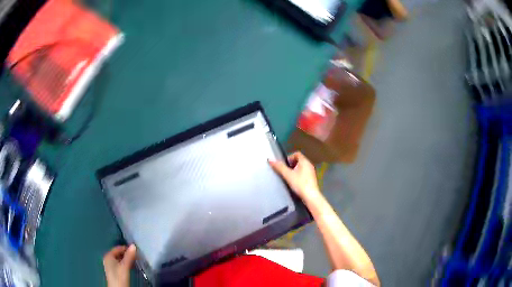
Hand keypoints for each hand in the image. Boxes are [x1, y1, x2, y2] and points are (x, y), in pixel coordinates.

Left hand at [103, 245, 136, 286]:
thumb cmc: (119, 276)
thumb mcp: (125, 266)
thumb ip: (129, 256)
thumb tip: (133, 245)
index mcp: (108, 256)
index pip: (118, 248)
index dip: (126, 248)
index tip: (136, 250)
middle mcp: (108, 259)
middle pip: (118, 254)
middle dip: (127, 254)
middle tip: (137, 256)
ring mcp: (110, 266)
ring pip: (120, 260)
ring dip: (127, 260)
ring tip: (135, 261)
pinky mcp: (114, 271)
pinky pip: (120, 264)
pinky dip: (126, 264)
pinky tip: (131, 267)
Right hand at [269, 152, 320, 202]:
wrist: (310, 196)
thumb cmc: (300, 184)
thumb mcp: (288, 175)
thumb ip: (279, 167)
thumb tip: (271, 160)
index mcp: (304, 161)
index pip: (297, 154)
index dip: (289, 157)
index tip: (284, 164)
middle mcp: (309, 165)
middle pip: (299, 160)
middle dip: (291, 164)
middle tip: (286, 171)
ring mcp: (311, 172)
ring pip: (302, 167)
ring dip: (295, 170)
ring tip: (289, 177)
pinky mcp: (312, 179)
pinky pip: (304, 173)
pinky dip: (299, 175)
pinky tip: (295, 182)